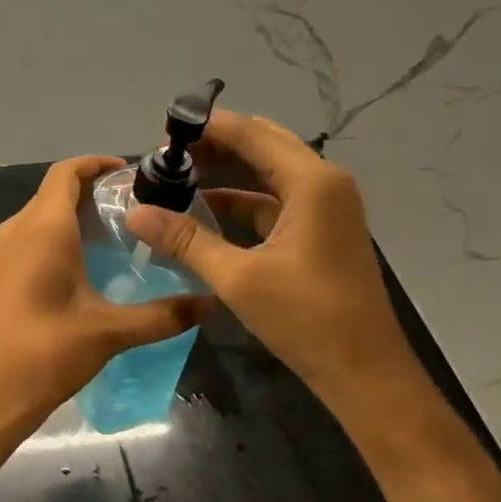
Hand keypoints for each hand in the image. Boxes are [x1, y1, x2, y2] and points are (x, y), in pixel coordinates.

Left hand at [0, 155, 212, 442]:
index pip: (66, 172)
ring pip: (41, 212)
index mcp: (43, 228)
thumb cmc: (47, 353)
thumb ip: (163, 315)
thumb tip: (211, 304)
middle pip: (55, 190)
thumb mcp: (110, 332)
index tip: (130, 171)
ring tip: (118, 230)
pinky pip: (31, 234)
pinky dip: (59, 232)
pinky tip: (86, 261)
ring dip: (75, 211)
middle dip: (92, 188)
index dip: (96, 163)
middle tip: (136, 204)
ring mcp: (4, 250)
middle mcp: (19, 229)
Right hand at [125, 112, 415, 412]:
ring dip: (227, 169)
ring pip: (269, 170)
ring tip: (179, 175)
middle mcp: (324, 182)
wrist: (366, 375)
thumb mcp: (237, 278)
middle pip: (263, 143)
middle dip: (215, 144)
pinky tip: (206, 208)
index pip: (252, 133)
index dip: (207, 126)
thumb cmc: (306, 320)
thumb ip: (185, 239)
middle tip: (166, 154)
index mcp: (311, 182)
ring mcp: (326, 205)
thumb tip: (134, 213)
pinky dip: (242, 198)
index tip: (162, 131)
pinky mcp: (322, 228)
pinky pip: (275, 198)